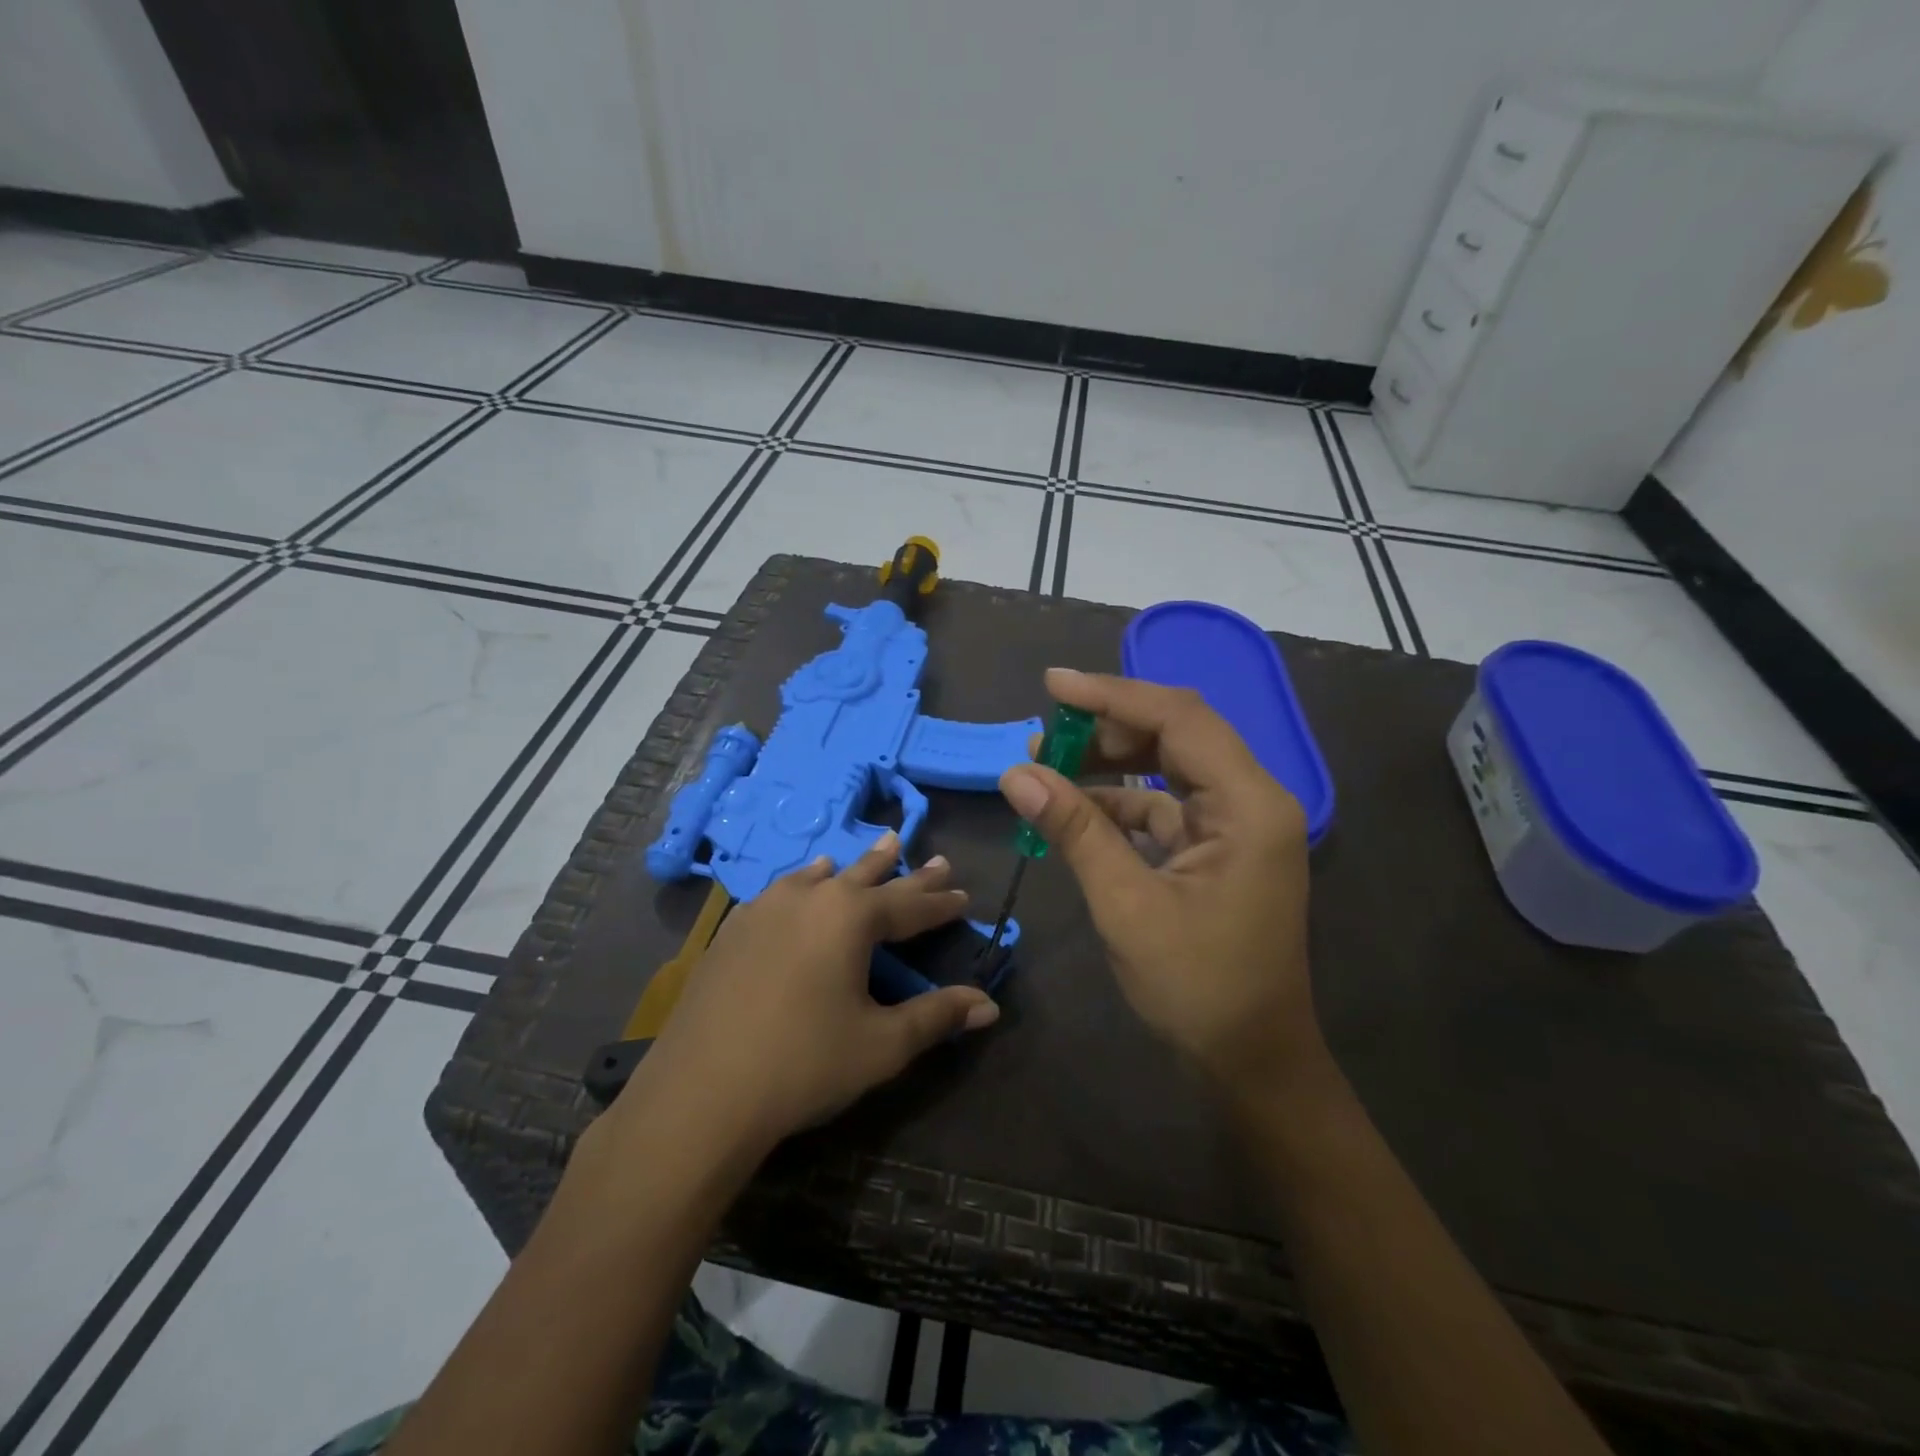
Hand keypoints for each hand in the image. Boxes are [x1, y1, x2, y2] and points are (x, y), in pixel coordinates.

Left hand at [612, 835, 999, 1156]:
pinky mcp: (733, 929)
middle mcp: (811, 898)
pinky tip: (800, 887)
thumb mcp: (882, 1044)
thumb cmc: (804, 1064)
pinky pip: (782, 892)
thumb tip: (989, 1006)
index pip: (910, 905)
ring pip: (821, 876)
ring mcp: (765, 908)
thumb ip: (937, 1017)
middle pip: (868, 877)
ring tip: (871, 852)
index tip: (964, 894)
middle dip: (903, 870)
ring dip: (852, 869)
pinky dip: (805, 884)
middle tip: (931, 858)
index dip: (941, 903)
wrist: (701, 1092)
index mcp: (851, 917)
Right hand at [999, 669, 1323, 1091]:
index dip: (1112, 695)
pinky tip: (1074, 810)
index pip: (1178, 718)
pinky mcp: (1218, 848)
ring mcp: (1236, 824)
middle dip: (1107, 726)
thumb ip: (1075, 830)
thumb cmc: (1198, 988)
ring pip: (1169, 766)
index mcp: (1249, 805)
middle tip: (1042, 733)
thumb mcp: (1127, 905)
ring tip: (1047, 763)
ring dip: (1110, 761)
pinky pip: (1164, 805)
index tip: (1052, 685)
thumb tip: (1016, 773)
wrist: (1252, 1062)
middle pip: (1177, 733)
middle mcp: (1251, 800)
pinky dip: (1119, 802)